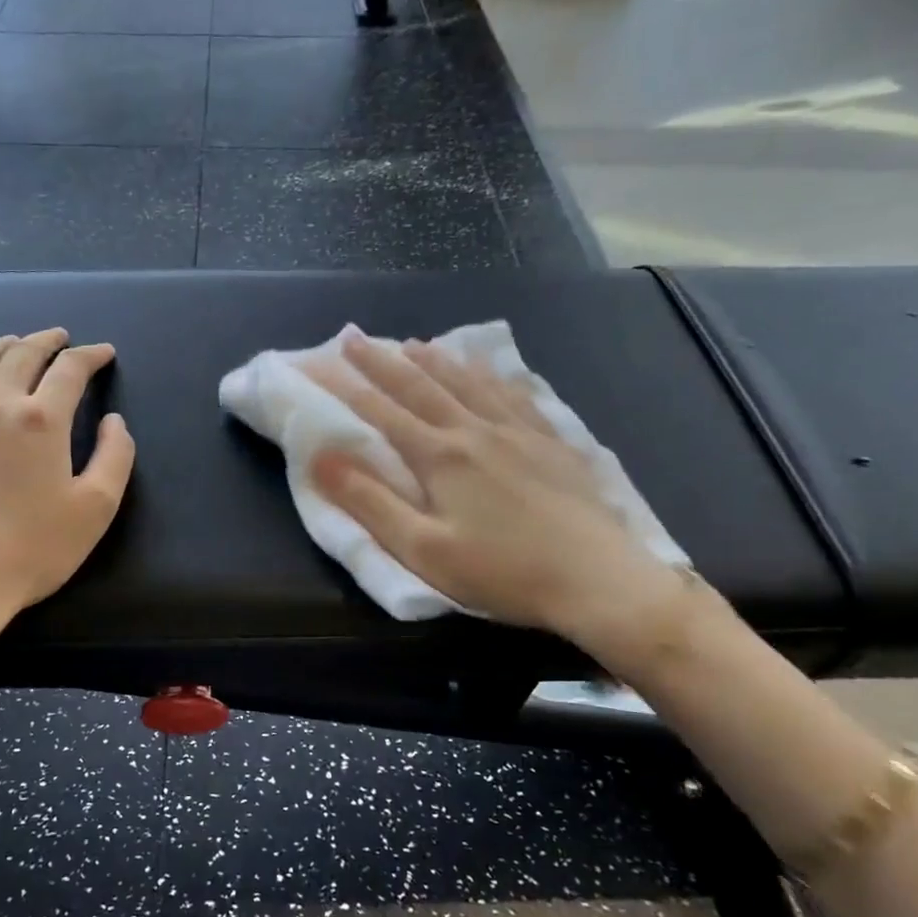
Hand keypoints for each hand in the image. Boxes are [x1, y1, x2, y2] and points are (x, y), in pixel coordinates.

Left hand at [0, 328, 134, 681]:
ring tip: (12, 340)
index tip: (104, 353)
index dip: (90, 356)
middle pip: (20, 355)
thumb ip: (115, 456)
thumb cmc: (34, 548)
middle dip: (45, 340)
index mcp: (42, 419)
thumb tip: (114, 422)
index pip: (69, 370)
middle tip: (60, 337)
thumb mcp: (96, 507)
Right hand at [307, 333, 697, 670]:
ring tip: (413, 343)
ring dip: (434, 360)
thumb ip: (369, 502)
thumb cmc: (502, 571)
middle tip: (354, 337)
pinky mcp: (551, 441)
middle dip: (382, 361)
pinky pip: (514, 393)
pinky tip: (486, 368)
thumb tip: (321, 459)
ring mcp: (517, 431)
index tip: (320, 362)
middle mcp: (474, 430)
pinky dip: (490, 374)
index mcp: (440, 456)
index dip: (347, 385)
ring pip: (467, 382)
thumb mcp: (422, 549)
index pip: (382, 412)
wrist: (597, 579)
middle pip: (420, 386)